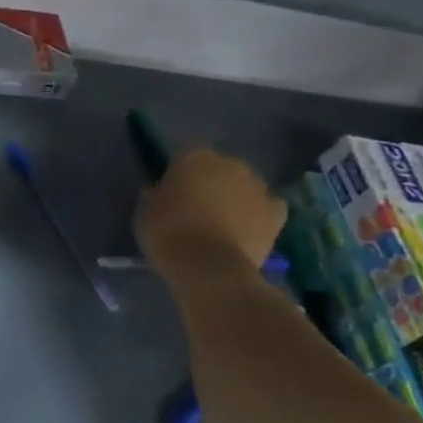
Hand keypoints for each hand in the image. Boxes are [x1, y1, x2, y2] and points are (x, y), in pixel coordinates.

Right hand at [135, 147, 285, 284]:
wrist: (209, 265)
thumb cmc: (168, 232)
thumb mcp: (146, 209)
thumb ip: (157, 194)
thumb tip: (160, 191)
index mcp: (194, 157)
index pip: (184, 157)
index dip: (177, 175)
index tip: (170, 193)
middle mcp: (230, 164)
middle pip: (219, 169)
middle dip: (210, 183)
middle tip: (196, 207)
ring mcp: (258, 187)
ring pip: (245, 186)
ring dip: (236, 197)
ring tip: (222, 222)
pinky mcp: (277, 213)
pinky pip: (268, 207)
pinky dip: (259, 214)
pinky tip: (248, 228)